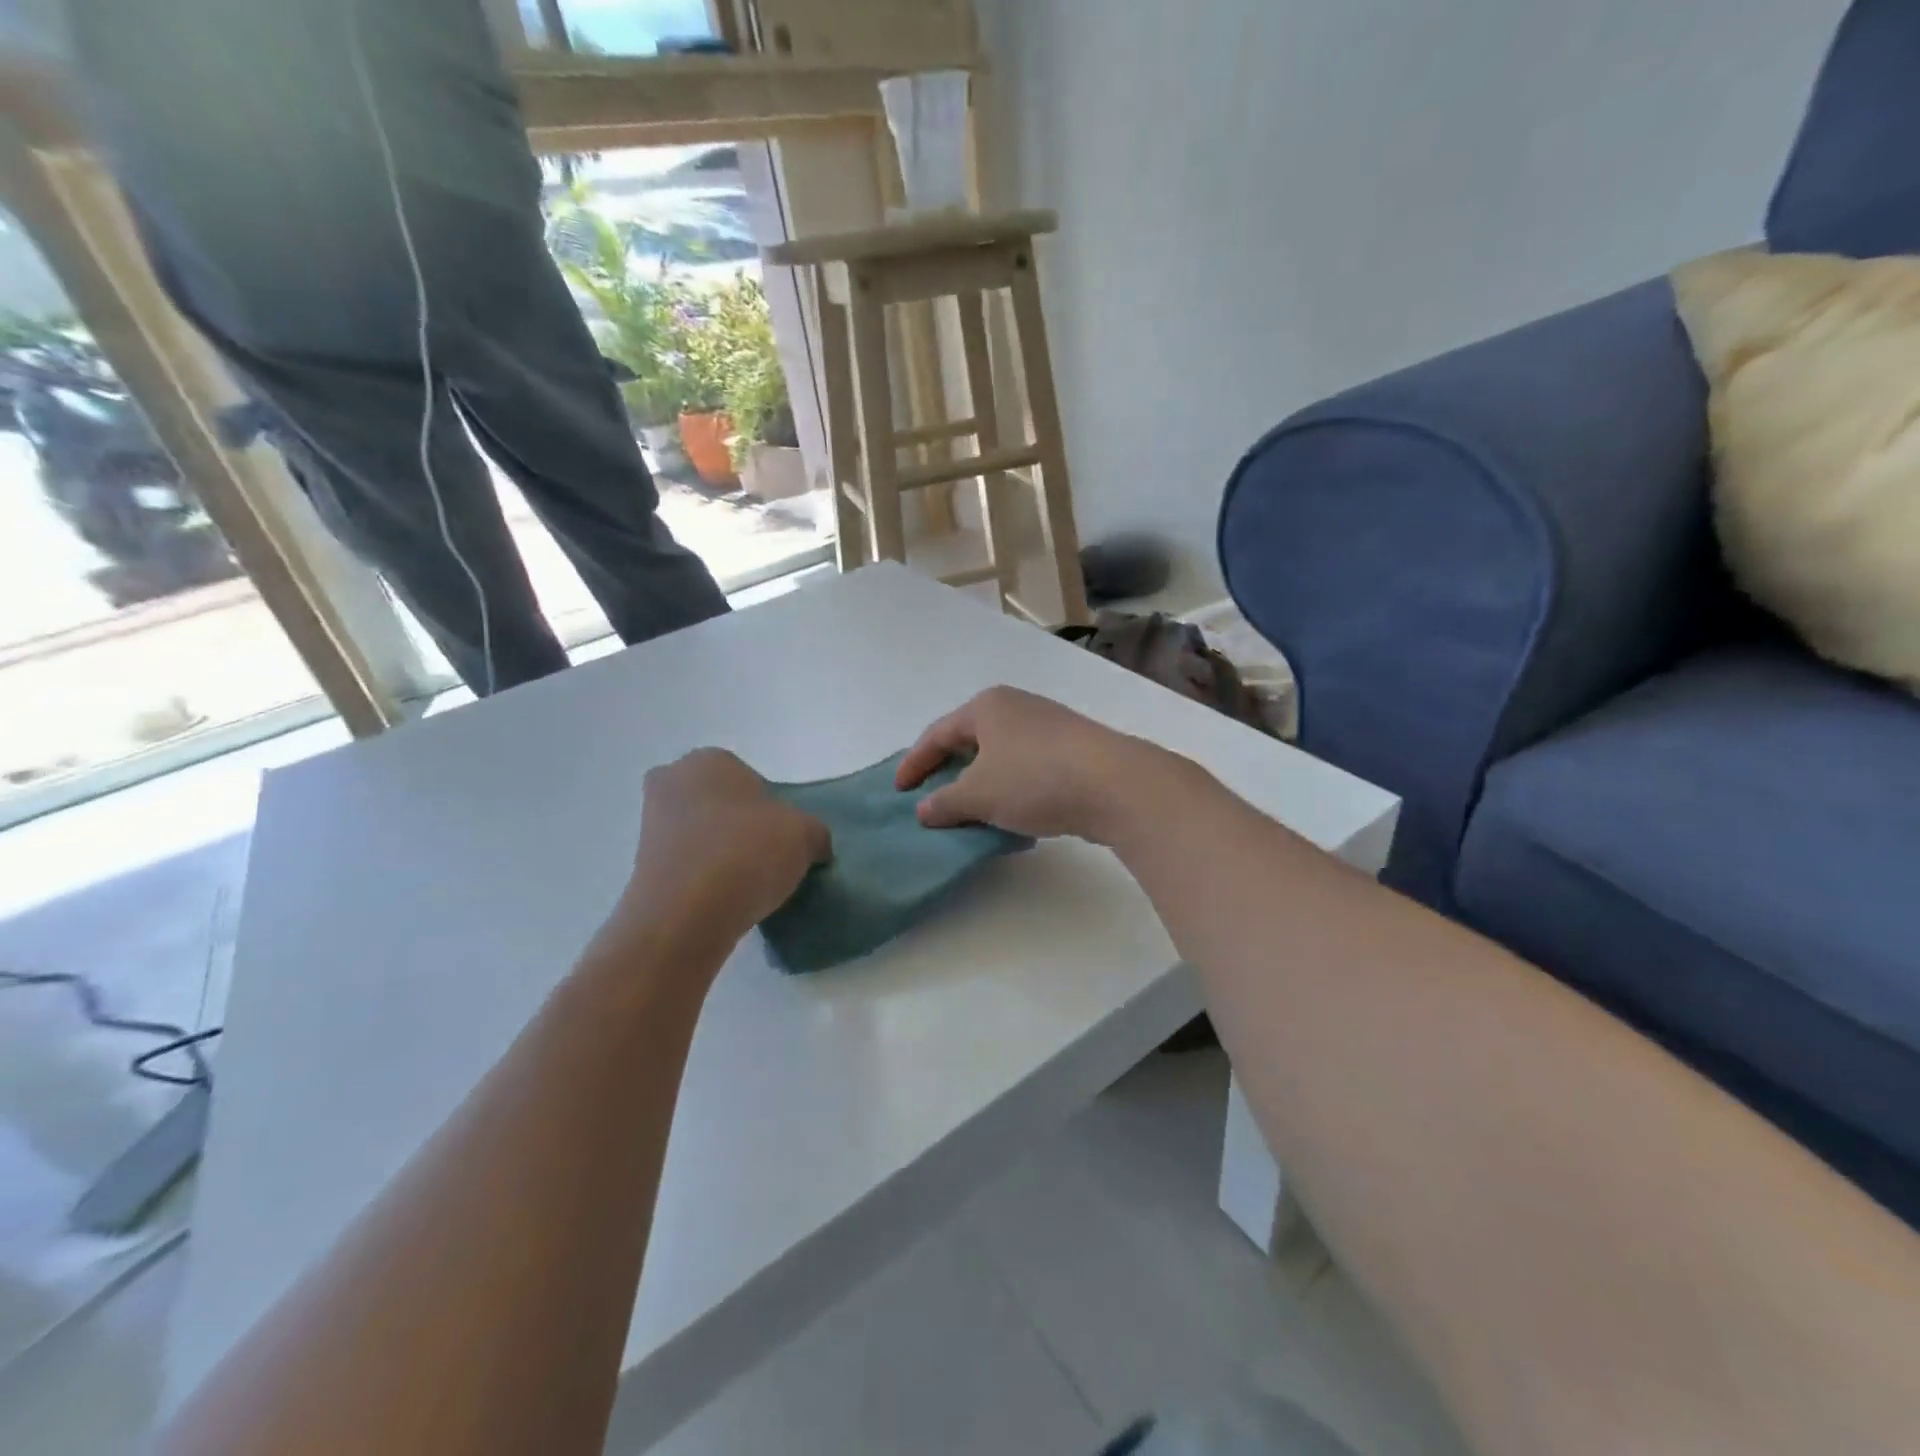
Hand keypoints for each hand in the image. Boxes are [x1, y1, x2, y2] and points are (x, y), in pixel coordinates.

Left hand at [617, 750, 830, 956]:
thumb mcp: (806, 834)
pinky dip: (704, 878)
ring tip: (748, 885)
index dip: (773, 809)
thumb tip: (813, 846)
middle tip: (766, 857)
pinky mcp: (641, 865)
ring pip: (702, 834)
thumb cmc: (746, 853)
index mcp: (709, 759)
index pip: (752, 779)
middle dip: (741, 826)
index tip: (784, 839)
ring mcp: (651, 824)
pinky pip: (687, 865)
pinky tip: (725, 900)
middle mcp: (672, 781)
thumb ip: (815, 832)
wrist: (685, 915)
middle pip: (722, 804)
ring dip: (722, 853)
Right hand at [895, 687, 1173, 843]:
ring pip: (1000, 754)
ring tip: (968, 809)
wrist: (1114, 784)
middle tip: (930, 796)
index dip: (914, 763)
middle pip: (969, 739)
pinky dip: (1009, 786)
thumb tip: (924, 810)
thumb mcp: (978, 795)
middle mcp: (1016, 707)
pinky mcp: (1072, 749)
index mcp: (986, 707)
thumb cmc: (1034, 779)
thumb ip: (944, 803)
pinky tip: (1010, 811)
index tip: (899, 791)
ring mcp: (1048, 725)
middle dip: (948, 769)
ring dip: (980, 781)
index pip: (937, 734)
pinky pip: (1026, 766)